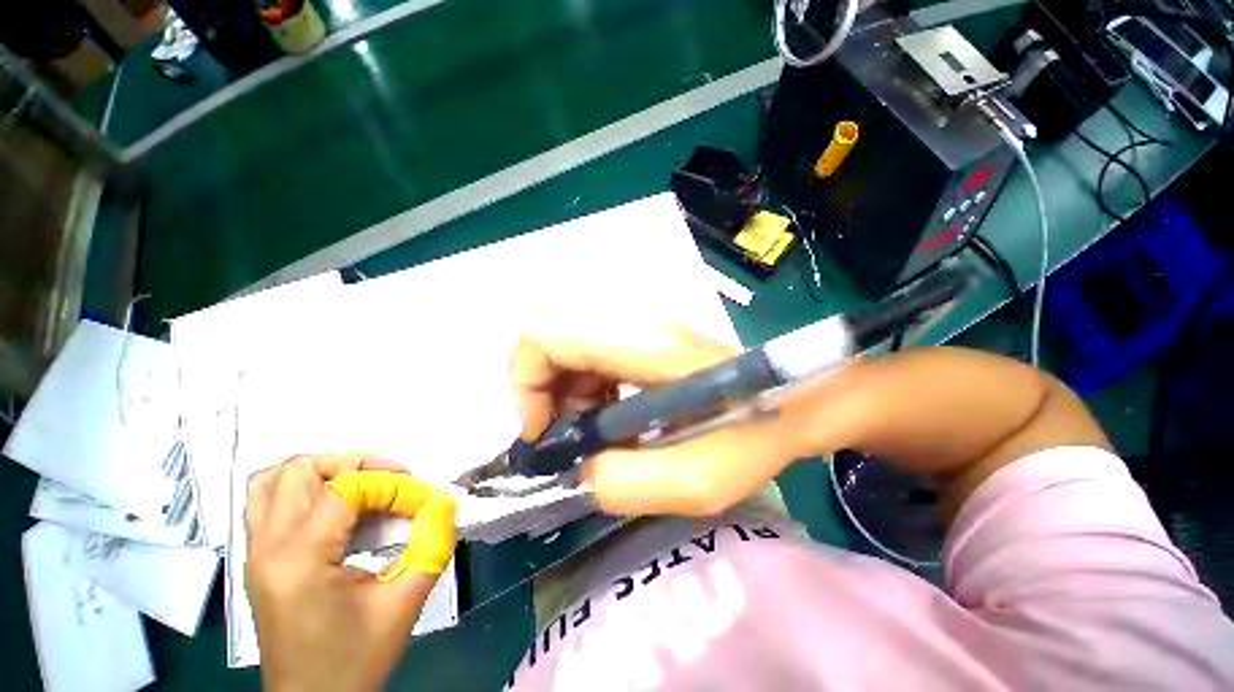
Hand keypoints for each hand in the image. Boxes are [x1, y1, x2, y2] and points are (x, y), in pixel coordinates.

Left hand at [245, 453, 456, 691]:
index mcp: (300, 561)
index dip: (392, 485)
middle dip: (354, 464)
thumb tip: (445, 502)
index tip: (422, 501)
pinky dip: (303, 488)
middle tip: (392, 480)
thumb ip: (432, 544)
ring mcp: (255, 553)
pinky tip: (337, 507)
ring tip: (362, 484)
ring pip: (273, 480)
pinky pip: (267, 501)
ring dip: (322, 470)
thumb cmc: (355, 661)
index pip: (345, 490)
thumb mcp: (404, 603)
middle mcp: (268, 549)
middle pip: (299, 470)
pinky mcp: (258, 560)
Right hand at [509, 325, 851, 515]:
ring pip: (572, 352)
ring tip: (594, 438)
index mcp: (641, 345)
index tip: (544, 435)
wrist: (795, 400)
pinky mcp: (647, 342)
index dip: (527, 385)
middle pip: (554, 343)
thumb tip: (576, 472)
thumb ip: (624, 483)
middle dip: (545, 396)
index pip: (546, 337)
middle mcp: (634, 325)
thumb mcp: (696, 481)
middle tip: (566, 443)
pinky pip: (596, 359)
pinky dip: (588, 393)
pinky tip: (613, 421)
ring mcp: (641, 330)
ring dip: (567, 397)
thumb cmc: (755, 434)